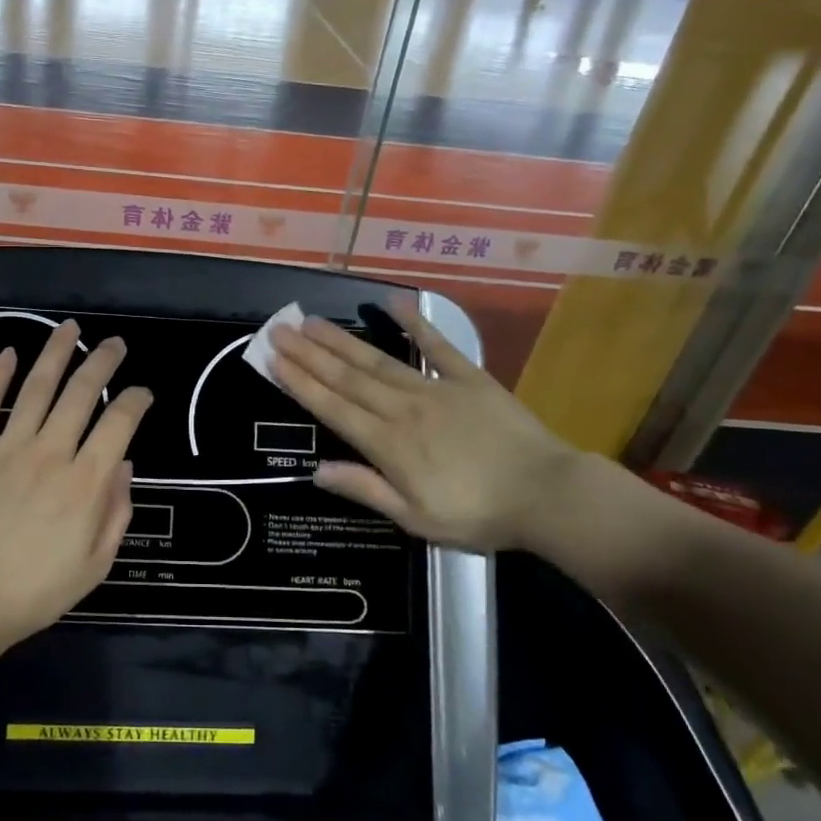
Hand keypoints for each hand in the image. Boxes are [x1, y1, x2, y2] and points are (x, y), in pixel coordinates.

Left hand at [0, 320, 152, 647]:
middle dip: (102, 362)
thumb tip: (124, 465)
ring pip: (36, 388)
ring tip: (70, 328)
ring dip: (55, 353)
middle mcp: (51, 453)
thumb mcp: (95, 564)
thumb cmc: (35, 591)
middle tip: (114, 344)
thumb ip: (116, 511)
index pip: (120, 423)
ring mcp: (7, 449)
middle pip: (81, 393)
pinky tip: (8, 353)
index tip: (143, 393)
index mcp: (86, 483)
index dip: (136, 400)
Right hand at [269, 307, 578, 553]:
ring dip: (342, 341)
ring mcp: (436, 389)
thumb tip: (317, 471)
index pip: (333, 408)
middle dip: (310, 353)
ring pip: (378, 361)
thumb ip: (365, 489)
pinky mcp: (469, 379)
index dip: (300, 382)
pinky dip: (415, 323)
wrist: (547, 495)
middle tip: (280, 329)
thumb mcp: (415, 518)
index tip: (273, 359)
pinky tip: (392, 303)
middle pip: (348, 377)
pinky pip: (437, 346)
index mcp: (388, 445)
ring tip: (312, 321)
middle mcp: (403, 409)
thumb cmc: (478, 514)